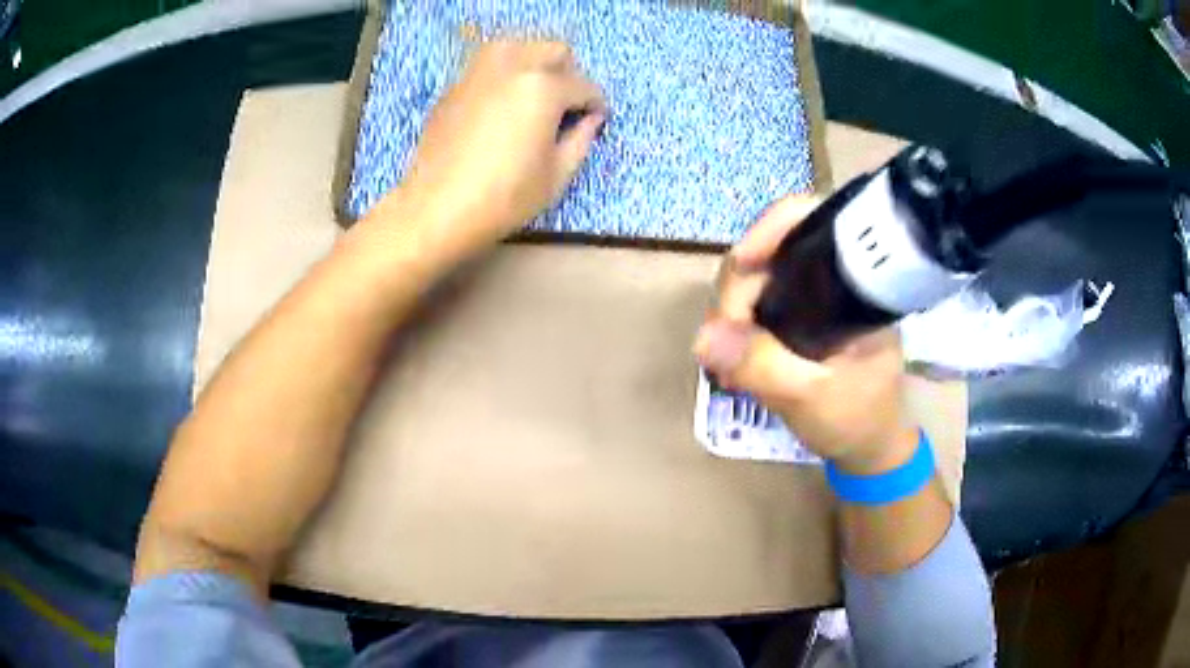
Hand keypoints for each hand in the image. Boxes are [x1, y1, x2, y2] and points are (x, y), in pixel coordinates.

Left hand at [395, 39, 606, 260]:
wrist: (436, 208)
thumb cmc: (504, 197)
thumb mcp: (556, 175)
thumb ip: (581, 139)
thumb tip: (591, 119)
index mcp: (543, 87)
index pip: (583, 86)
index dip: (596, 104)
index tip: (596, 120)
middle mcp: (512, 67)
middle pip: (553, 50)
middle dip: (568, 74)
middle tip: (566, 105)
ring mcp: (478, 72)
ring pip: (517, 47)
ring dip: (534, 64)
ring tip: (534, 97)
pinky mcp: (455, 86)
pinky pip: (488, 66)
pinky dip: (504, 76)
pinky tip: (502, 107)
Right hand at [694, 195, 917, 473]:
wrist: (869, 446)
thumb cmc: (857, 419)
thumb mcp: (811, 397)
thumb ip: (763, 366)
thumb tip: (704, 337)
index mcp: (854, 283)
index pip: (811, 223)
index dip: (770, 231)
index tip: (740, 268)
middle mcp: (832, 278)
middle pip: (772, 250)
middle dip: (738, 288)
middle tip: (722, 341)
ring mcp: (814, 297)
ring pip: (758, 277)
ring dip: (731, 311)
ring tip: (724, 359)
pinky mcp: (799, 315)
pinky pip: (757, 303)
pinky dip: (737, 325)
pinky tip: (731, 355)